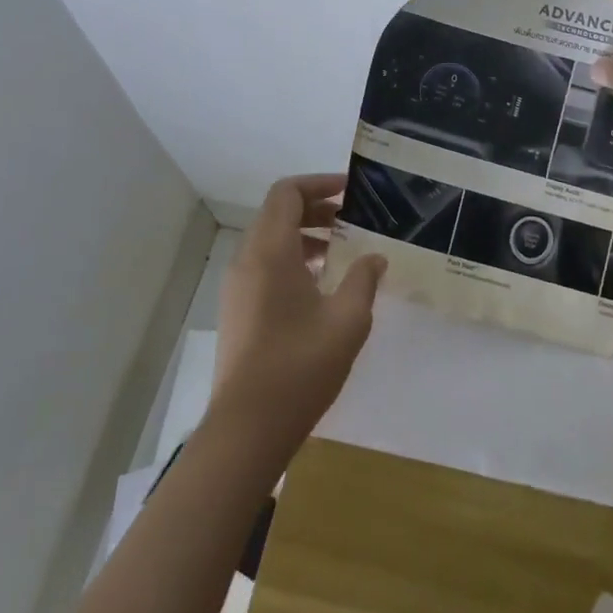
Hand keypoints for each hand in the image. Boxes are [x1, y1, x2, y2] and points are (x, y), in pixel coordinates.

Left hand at [209, 174, 386, 454]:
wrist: (247, 429)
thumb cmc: (300, 366)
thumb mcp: (347, 320)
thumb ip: (363, 279)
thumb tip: (374, 257)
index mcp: (270, 251)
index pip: (287, 193)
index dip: (319, 183)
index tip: (352, 192)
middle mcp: (248, 260)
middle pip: (278, 213)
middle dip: (316, 208)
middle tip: (353, 220)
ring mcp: (238, 286)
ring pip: (270, 240)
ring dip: (305, 235)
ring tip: (342, 252)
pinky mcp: (237, 309)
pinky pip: (264, 264)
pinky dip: (293, 258)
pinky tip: (321, 285)